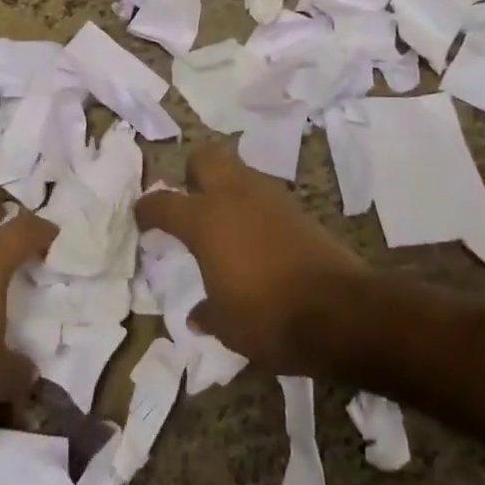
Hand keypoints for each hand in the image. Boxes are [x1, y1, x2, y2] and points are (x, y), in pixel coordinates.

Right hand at [136, 144, 366, 373]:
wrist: (341, 311)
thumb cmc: (269, 317)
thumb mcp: (227, 326)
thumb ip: (208, 313)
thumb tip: (198, 315)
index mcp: (204, 220)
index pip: (164, 203)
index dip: (148, 209)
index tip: (143, 218)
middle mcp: (234, 196)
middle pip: (206, 158)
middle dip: (193, 173)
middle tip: (190, 201)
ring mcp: (270, 198)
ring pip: (239, 171)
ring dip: (227, 188)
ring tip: (225, 223)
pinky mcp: (298, 209)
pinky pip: (265, 196)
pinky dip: (255, 208)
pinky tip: (257, 238)